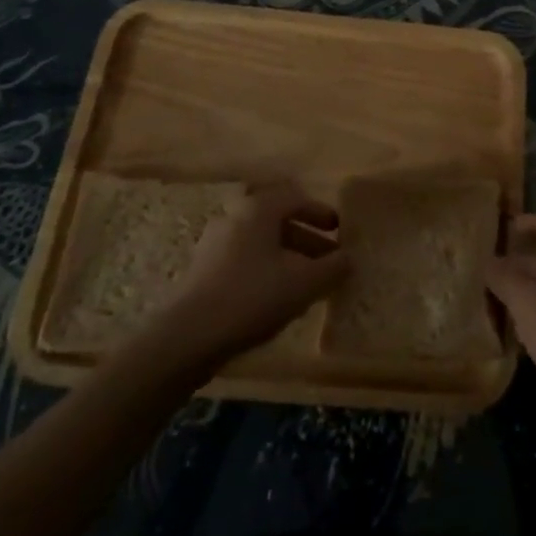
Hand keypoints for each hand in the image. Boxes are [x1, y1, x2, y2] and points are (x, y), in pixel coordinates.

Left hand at [155, 185, 349, 372]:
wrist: (187, 337)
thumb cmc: (252, 297)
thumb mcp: (304, 283)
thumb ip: (333, 268)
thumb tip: (349, 258)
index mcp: (258, 209)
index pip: (296, 198)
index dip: (321, 213)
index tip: (339, 231)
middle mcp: (234, 216)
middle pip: (278, 220)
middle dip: (307, 238)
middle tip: (328, 259)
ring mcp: (214, 243)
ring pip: (260, 242)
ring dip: (287, 256)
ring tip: (307, 282)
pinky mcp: (203, 270)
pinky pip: (244, 259)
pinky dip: (266, 269)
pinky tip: (277, 297)